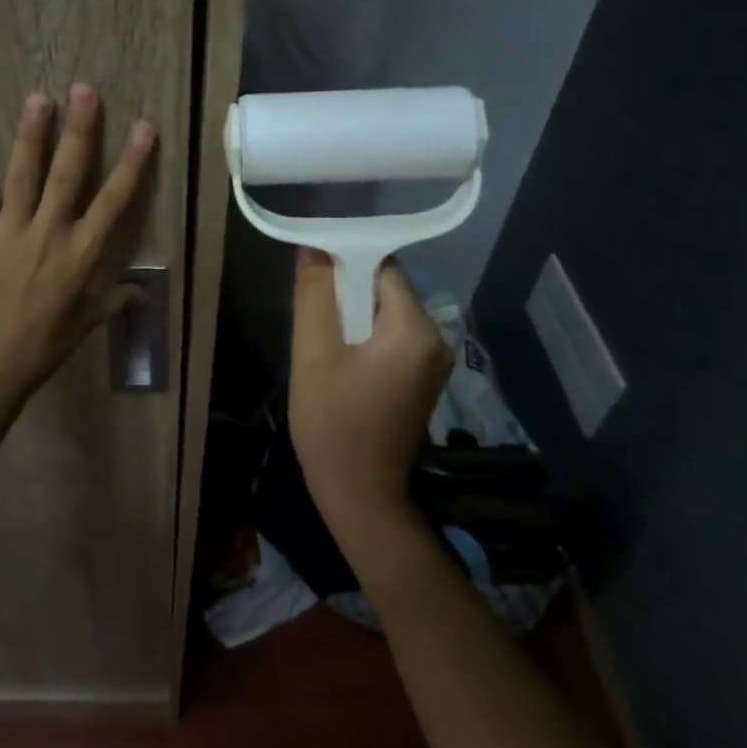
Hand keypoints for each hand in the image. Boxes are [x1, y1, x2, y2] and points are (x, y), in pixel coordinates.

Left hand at [0, 83, 155, 404]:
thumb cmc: (40, 349)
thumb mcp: (84, 326)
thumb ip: (112, 300)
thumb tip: (140, 290)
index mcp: (82, 254)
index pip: (114, 200)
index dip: (132, 162)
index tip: (144, 128)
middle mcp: (50, 233)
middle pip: (70, 173)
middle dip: (81, 130)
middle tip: (85, 90)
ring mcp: (10, 231)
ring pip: (25, 174)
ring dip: (32, 134)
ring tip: (39, 98)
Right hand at [288, 248, 452, 545]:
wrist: (360, 498)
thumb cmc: (334, 424)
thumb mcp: (314, 354)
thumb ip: (315, 296)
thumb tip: (314, 249)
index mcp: (416, 329)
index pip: (381, 267)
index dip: (344, 262)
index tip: (312, 275)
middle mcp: (436, 339)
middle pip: (385, 289)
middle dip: (346, 292)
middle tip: (310, 313)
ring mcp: (433, 362)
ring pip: (384, 314)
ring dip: (351, 316)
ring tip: (319, 339)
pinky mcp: (421, 380)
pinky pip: (390, 338)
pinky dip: (363, 337)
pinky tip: (338, 359)